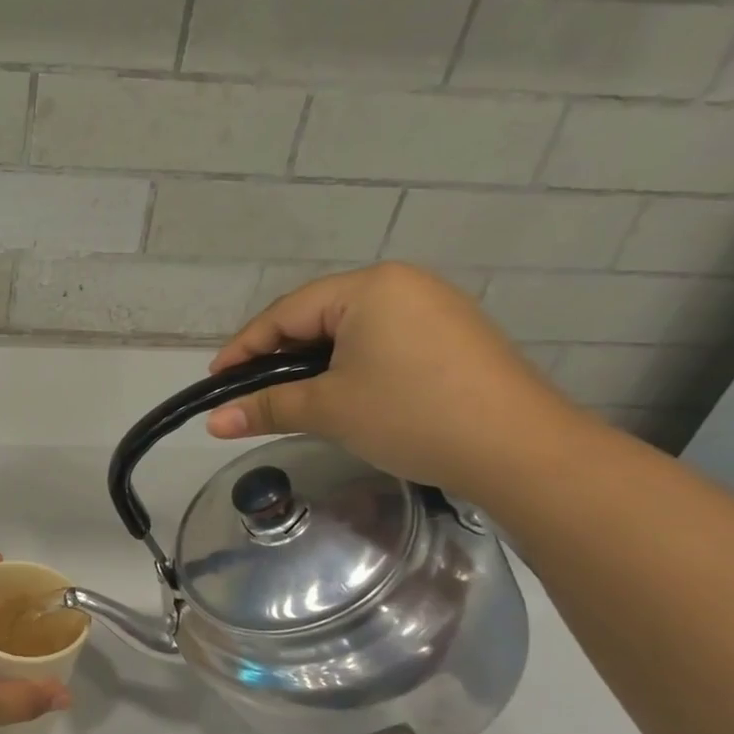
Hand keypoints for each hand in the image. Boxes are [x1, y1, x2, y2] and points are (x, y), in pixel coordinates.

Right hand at [205, 263, 579, 498]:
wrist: (521, 450)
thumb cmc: (411, 416)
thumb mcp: (329, 410)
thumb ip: (266, 407)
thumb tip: (213, 422)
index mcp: (368, 287)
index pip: (286, 313)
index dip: (244, 349)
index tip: (215, 382)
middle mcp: (402, 284)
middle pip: (317, 316)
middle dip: (279, 355)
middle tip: (250, 392)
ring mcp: (433, 307)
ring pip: (350, 330)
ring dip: (314, 362)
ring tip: (291, 396)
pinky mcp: (453, 335)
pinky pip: (382, 340)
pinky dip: (351, 364)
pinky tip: (343, 392)